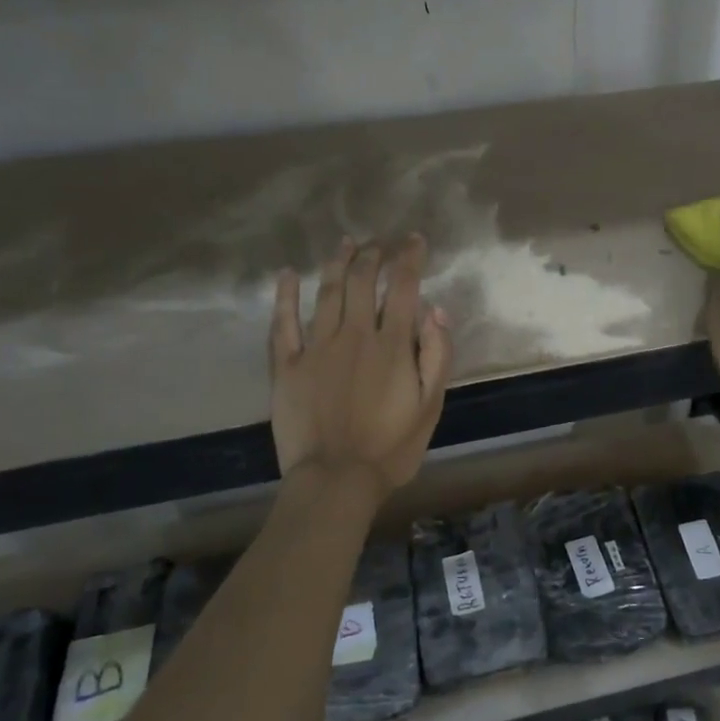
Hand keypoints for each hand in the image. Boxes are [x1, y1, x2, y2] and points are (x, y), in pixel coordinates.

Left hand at [270, 236, 453, 498]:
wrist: (336, 480)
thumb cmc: (392, 447)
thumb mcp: (430, 406)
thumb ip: (437, 356)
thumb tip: (436, 311)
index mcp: (392, 345)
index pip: (402, 287)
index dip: (409, 258)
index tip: (414, 240)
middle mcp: (354, 335)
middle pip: (361, 281)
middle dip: (372, 255)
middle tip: (379, 242)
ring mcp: (316, 348)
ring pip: (326, 293)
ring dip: (336, 263)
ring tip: (345, 243)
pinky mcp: (287, 366)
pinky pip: (283, 323)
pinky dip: (284, 296)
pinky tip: (286, 275)